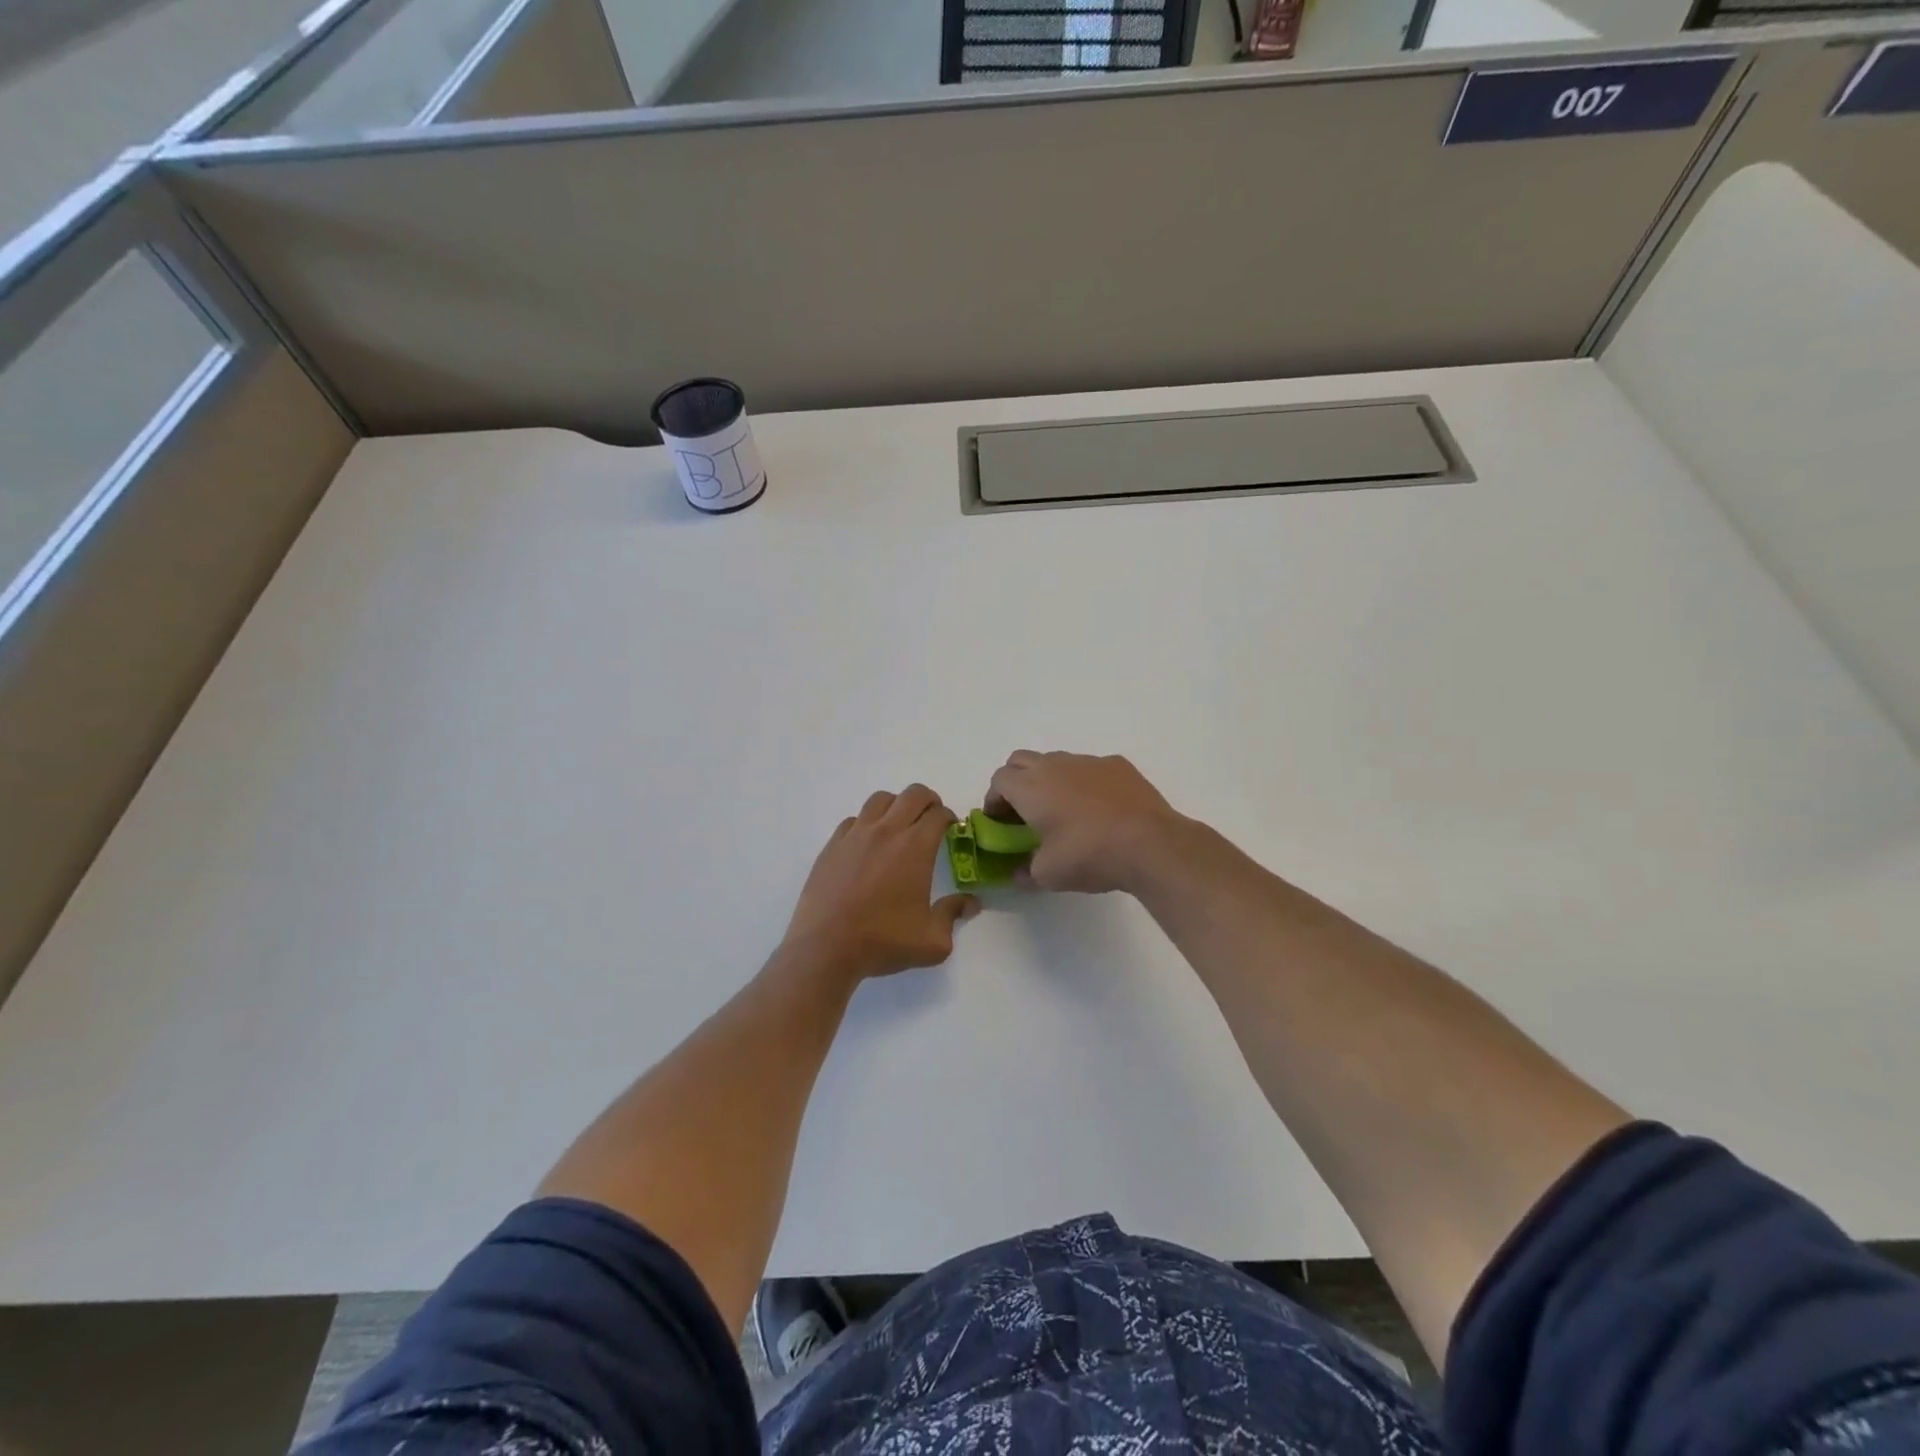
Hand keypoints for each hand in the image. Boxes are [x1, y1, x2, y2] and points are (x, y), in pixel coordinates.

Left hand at [782, 785, 978, 980]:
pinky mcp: (833, 844)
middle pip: (913, 795)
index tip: (952, 829)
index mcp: (915, 847)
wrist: (826, 946)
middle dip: (929, 801)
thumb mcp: (932, 941)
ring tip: (900, 825)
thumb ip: (953, 915)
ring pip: (881, 799)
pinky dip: (867, 822)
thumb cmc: (882, 941)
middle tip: (932, 819)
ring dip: (897, 805)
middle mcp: (887, 831)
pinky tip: (868, 844)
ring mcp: (856, 834)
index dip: (950, 817)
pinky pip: (854, 819)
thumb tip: (971, 902)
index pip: (938, 814)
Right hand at [986, 751, 1184, 893]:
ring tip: (1063, 810)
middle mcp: (1054, 765)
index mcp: (1030, 787)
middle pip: (1021, 761)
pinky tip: (1099, 808)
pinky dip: (1084, 782)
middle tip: (1024, 812)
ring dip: (1050, 780)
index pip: (999, 780)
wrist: (1150, 843)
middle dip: (1016, 782)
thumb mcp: (1049, 875)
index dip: (994, 800)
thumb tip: (1018, 873)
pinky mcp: (1118, 765)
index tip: (1000, 822)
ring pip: (1056, 761)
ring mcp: (1088, 761)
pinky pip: (1090, 768)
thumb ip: (1025, 872)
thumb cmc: (1089, 855)